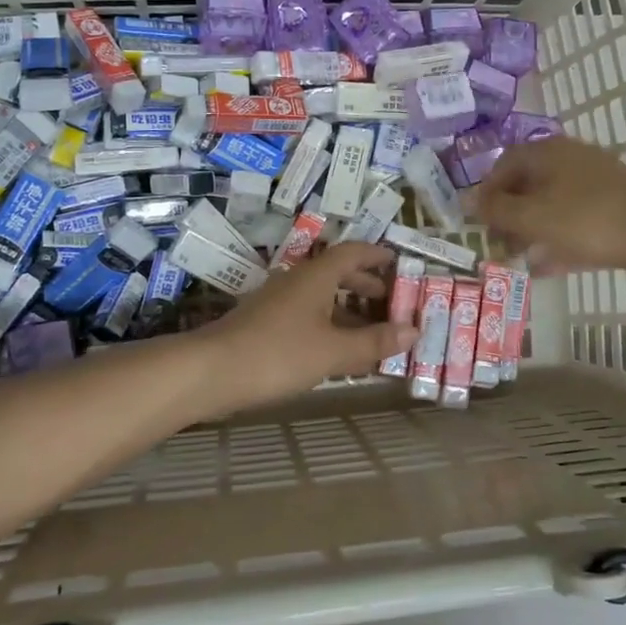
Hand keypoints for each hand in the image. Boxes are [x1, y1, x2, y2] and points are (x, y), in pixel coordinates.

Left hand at [205, 242, 416, 406]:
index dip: (376, 255)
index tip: (398, 263)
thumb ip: (373, 342)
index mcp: (315, 276)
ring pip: (320, 297)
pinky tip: (336, 351)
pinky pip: (307, 316)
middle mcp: (296, 281)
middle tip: (390, 300)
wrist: (211, 372)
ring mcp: (277, 303)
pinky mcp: (265, 325)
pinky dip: (328, 326)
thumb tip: (413, 331)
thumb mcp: (333, 351)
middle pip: (336, 273)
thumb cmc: (278, 353)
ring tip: (371, 331)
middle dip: (364, 285)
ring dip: (347, 309)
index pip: (352, 253)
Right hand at [470, 137, 625, 273]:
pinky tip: (547, 266)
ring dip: (531, 230)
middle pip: (528, 184)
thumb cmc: (583, 220)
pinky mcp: (613, 203)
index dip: (486, 193)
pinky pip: (574, 218)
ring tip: (519, 259)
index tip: (479, 222)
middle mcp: (569, 158)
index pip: (504, 164)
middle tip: (499, 244)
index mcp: (547, 152)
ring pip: (551, 203)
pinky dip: (557, 238)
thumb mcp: (530, 217)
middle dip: (509, 216)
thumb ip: (494, 210)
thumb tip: (463, 200)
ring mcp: (595, 180)